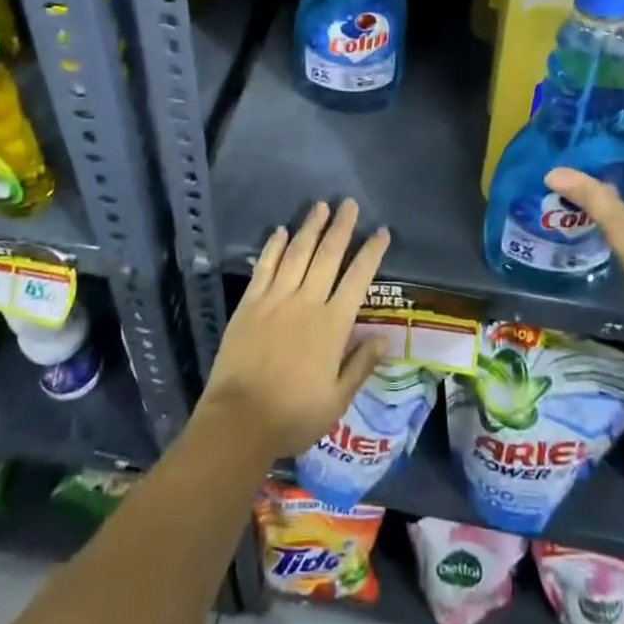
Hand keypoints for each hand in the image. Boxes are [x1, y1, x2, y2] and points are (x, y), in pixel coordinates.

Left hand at [198, 200, 390, 459]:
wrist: (239, 421)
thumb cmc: (293, 415)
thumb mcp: (337, 400)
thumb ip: (360, 365)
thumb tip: (384, 337)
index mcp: (332, 325)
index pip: (358, 279)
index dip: (371, 253)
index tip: (381, 232)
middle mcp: (307, 302)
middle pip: (328, 256)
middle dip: (341, 227)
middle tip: (349, 203)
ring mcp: (275, 299)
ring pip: (297, 254)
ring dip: (310, 228)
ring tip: (320, 206)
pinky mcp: (250, 304)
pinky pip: (264, 267)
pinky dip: (274, 247)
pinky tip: (281, 231)